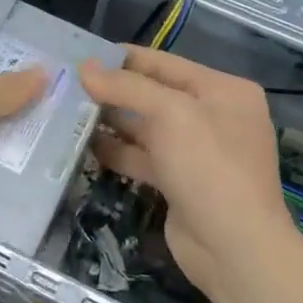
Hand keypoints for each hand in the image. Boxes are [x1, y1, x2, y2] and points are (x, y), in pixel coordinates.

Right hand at [79, 46, 293, 302]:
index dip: (125, 58)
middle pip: (155, 95)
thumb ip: (126, 87)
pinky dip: (117, 151)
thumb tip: (85, 67)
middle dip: (114, 90)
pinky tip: (84, 145)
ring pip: (146, 128)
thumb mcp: (170, 114)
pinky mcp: (180, 182)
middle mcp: (213, 116)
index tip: (84, 53)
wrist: (235, 249)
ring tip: (68, 111)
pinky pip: (143, 157)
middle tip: (68, 83)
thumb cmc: (208, 166)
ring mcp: (197, 152)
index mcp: (224, 90)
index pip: (166, 64)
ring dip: (111, 121)